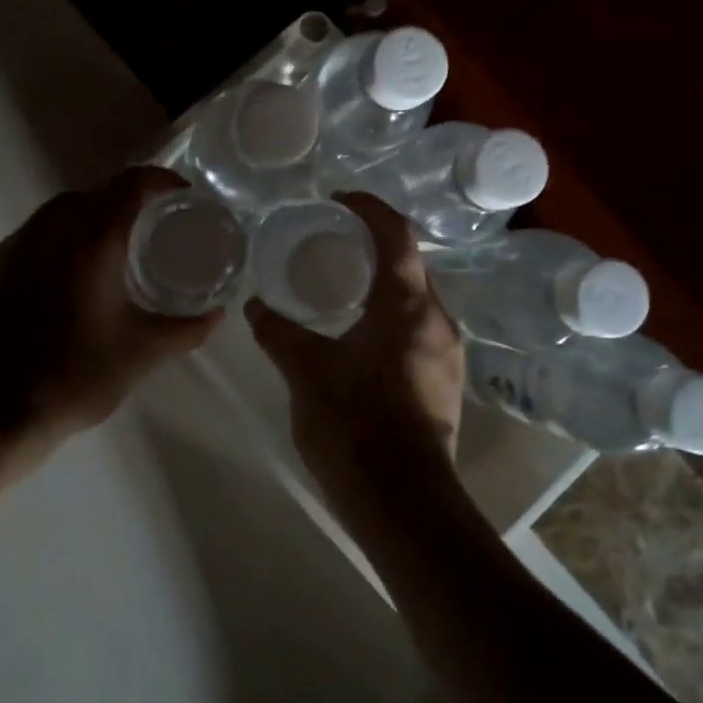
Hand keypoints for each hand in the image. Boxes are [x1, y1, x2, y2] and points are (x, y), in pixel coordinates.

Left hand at [0, 166, 222, 457]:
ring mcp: (12, 249)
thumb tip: (216, 314)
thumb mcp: (143, 354)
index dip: (159, 180)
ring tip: (106, 252)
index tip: (180, 195)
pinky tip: (62, 280)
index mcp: (91, 241)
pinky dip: (54, 242)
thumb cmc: (75, 376)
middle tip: (146, 229)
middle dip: (122, 200)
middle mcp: (49, 231)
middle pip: (91, 193)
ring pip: (55, 213)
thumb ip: (186, 329)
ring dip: (85, 219)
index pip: (129, 185)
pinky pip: (29, 238)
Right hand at [244, 192, 465, 517]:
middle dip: (375, 243)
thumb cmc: (354, 425)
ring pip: (416, 298)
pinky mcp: (444, 382)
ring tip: (341, 282)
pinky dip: (390, 313)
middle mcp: (438, 321)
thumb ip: (278, 331)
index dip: (369, 208)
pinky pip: (418, 328)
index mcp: (408, 306)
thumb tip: (255, 305)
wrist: (402, 503)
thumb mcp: (305, 371)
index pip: (396, 235)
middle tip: (332, 239)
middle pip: (411, 263)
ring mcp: (447, 354)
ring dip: (383, 281)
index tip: (338, 199)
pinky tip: (359, 331)